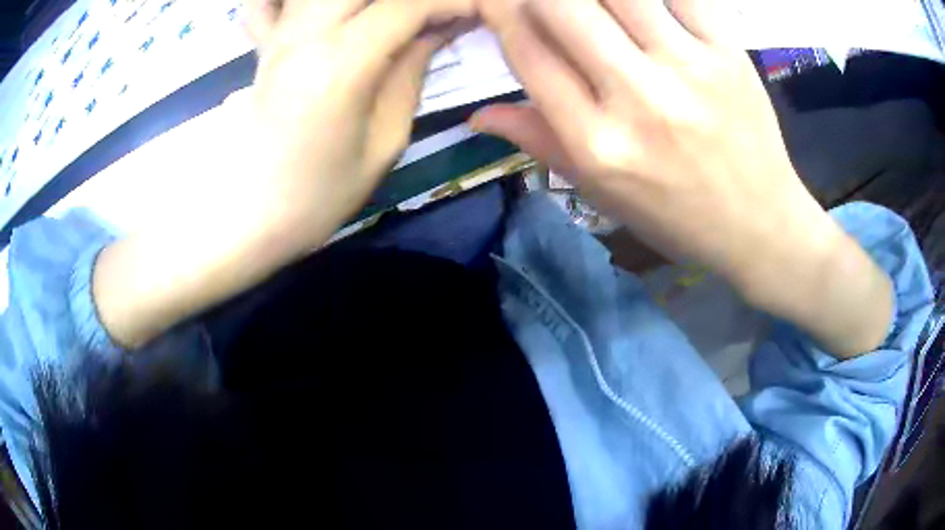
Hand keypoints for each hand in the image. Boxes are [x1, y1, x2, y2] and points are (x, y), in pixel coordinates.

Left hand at [242, 0, 472, 251]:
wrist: (248, 217)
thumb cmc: (318, 195)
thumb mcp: (384, 142)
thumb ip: (412, 72)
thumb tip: (439, 29)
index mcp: (341, 63)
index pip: (408, 5)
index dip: (453, 2)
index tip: (478, 14)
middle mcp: (305, 33)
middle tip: (433, 15)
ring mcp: (279, 35)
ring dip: (366, 1)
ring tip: (389, 18)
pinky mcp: (263, 45)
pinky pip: (267, 3)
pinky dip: (287, 0)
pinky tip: (323, 15)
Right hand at [473, 0, 892, 355]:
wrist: (760, 224)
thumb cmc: (677, 216)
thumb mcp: (602, 193)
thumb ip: (539, 142)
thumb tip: (476, 114)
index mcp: (598, 144)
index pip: (528, 52)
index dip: (502, 15)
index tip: (501, 4)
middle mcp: (638, 99)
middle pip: (561, 5)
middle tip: (551, 7)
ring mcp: (688, 68)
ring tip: (597, 8)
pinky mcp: (728, 52)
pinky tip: (645, 10)